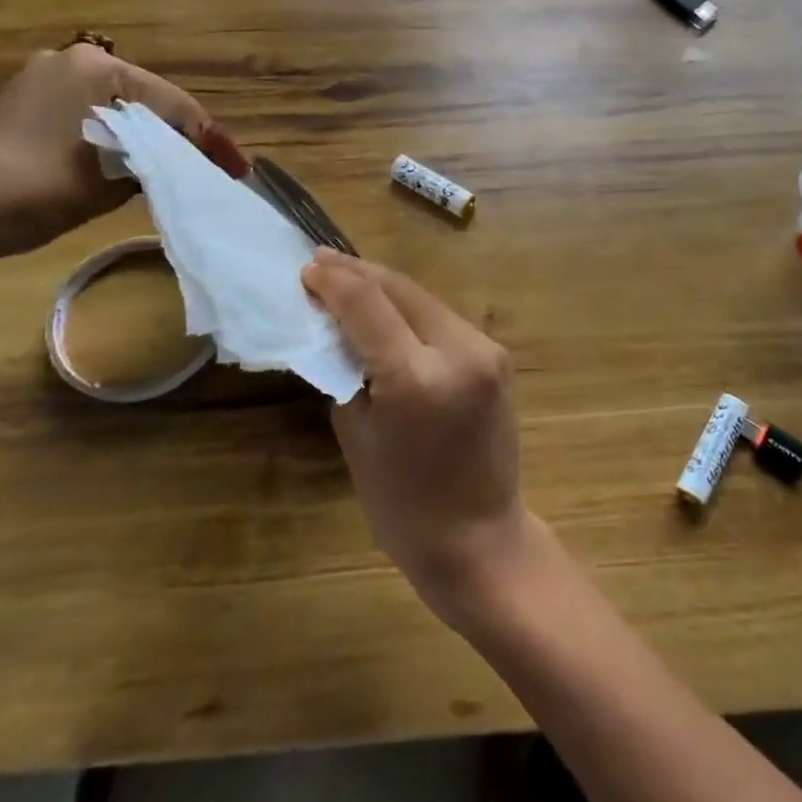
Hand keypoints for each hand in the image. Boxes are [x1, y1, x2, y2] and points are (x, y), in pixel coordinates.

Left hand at [0, 44, 237, 273]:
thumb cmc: (32, 189)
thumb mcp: (109, 181)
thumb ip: (155, 162)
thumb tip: (181, 162)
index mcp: (100, 68)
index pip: (175, 105)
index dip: (210, 141)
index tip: (236, 171)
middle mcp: (74, 61)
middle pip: (149, 102)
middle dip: (179, 137)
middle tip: (208, 171)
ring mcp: (45, 79)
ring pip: (118, 109)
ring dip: (146, 139)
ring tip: (174, 171)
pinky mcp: (24, 103)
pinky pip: (88, 117)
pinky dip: (113, 140)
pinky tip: (126, 165)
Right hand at [301, 249, 533, 627]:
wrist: (481, 539)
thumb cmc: (404, 506)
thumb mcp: (356, 435)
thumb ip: (346, 370)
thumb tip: (333, 324)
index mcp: (416, 377)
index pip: (367, 304)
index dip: (333, 281)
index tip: (306, 268)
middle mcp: (459, 350)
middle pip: (400, 289)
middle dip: (358, 273)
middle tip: (321, 262)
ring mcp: (485, 348)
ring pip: (423, 298)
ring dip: (384, 286)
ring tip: (347, 277)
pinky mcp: (495, 354)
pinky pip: (442, 318)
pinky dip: (410, 309)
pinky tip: (386, 307)